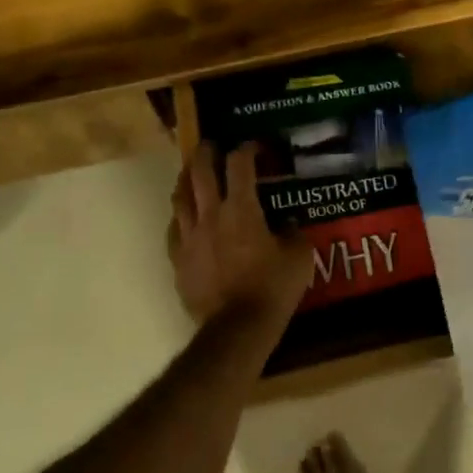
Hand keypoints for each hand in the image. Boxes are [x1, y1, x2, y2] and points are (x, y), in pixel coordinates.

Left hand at [166, 143, 313, 329]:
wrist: (237, 328)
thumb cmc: (272, 288)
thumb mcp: (299, 258)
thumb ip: (295, 235)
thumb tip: (290, 226)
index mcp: (242, 209)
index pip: (239, 165)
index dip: (246, 149)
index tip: (252, 146)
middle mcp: (211, 215)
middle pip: (201, 173)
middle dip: (206, 153)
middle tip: (210, 145)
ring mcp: (190, 238)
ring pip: (180, 198)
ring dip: (185, 180)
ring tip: (190, 174)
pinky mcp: (179, 261)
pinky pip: (174, 231)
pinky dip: (179, 218)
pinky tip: (183, 218)